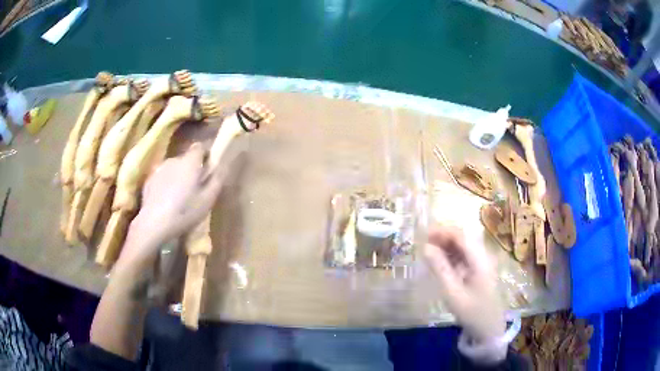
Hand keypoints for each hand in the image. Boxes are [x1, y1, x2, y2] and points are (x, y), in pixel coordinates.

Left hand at [121, 143, 230, 263]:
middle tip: (195, 188)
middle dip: (192, 169)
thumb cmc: (184, 211)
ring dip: (178, 177)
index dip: (205, 154)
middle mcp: (174, 160)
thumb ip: (217, 180)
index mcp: (190, 162)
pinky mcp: (149, 180)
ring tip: (180, 196)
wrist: (154, 224)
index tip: (208, 168)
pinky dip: (167, 185)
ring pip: (174, 168)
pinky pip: (162, 177)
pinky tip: (167, 201)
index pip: (200, 146)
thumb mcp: (207, 200)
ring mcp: (159, 169)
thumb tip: (223, 166)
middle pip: (186, 159)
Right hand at [424, 226, 505, 342]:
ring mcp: (482, 263)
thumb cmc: (472, 312)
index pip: (461, 235)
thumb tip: (425, 247)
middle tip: (423, 244)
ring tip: (428, 253)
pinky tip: (440, 263)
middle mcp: (483, 256)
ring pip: (463, 246)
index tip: (423, 235)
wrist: (489, 328)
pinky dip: (451, 256)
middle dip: (443, 237)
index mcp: (480, 259)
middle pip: (463, 238)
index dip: (442, 231)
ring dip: (446, 246)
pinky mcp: (479, 270)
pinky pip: (464, 256)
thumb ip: (440, 268)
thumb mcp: (453, 293)